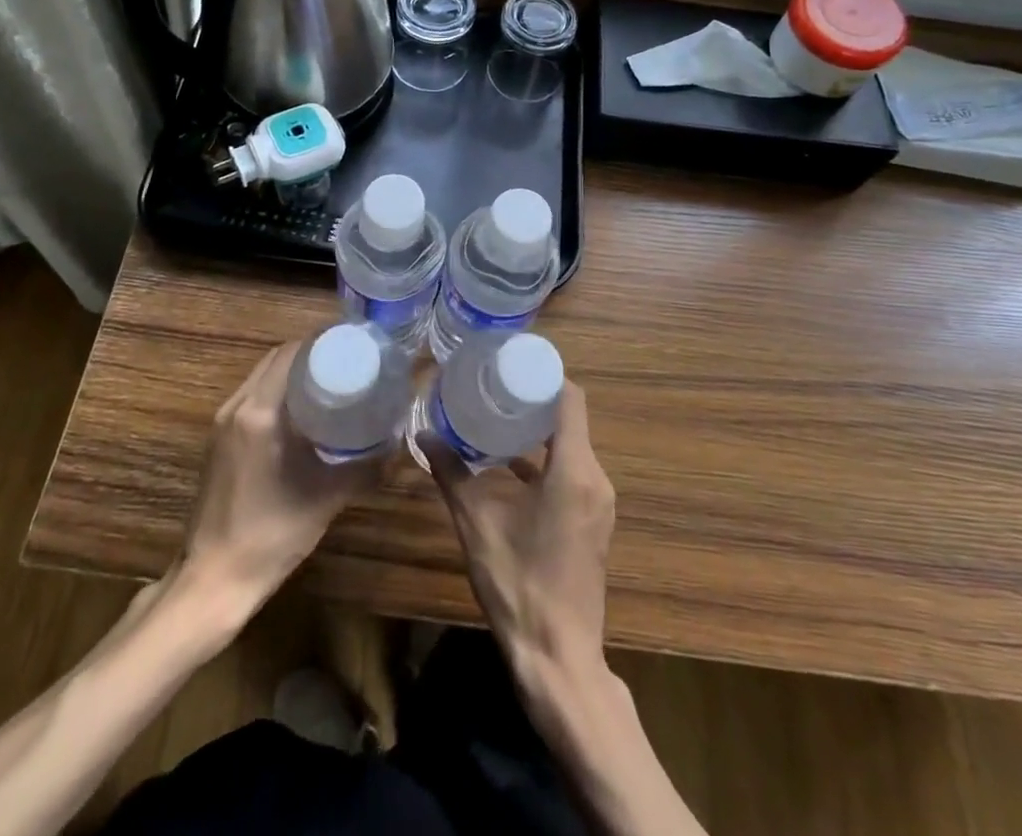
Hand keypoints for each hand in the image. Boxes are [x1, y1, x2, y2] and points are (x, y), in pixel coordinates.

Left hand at [179, 340, 386, 620]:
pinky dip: (277, 391)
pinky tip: (304, 409)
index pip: (290, 354)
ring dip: (292, 371)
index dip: (321, 341)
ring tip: (331, 378)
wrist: (214, 581)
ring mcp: (222, 423)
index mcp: (260, 413)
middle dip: (310, 353)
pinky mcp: (218, 440)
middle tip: (348, 358)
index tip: (352, 342)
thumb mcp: (327, 498)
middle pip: (275, 360)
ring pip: (261, 377)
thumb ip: (365, 467)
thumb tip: (397, 443)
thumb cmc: (271, 535)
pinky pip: (252, 397)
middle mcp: (237, 407)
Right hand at [422, 380, 616, 687]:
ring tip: (497, 415)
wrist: (558, 658)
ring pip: (571, 446)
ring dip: (539, 431)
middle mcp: (595, 479)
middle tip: (495, 384)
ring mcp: (598, 503)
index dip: (545, 374)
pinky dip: (545, 461)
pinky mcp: (593, 522)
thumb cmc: (518, 584)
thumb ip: (450, 474)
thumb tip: (423, 435)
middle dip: (534, 399)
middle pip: (571, 419)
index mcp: (574, 470)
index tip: (511, 362)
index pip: (571, 399)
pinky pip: (572, 472)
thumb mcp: (476, 524)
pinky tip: (508, 465)